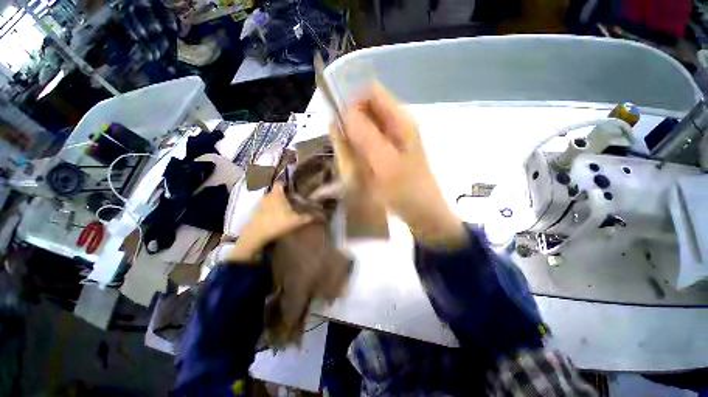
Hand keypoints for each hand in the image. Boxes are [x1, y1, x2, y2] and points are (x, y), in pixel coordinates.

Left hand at [227, 183, 312, 261]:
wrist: (256, 235)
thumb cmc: (278, 223)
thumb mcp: (296, 221)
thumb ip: (308, 217)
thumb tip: (320, 215)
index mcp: (277, 194)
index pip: (280, 183)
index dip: (286, 184)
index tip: (293, 188)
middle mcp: (267, 196)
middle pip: (276, 191)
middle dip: (283, 195)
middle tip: (291, 200)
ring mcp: (259, 204)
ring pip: (270, 199)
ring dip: (276, 202)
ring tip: (284, 209)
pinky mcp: (255, 212)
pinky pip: (264, 207)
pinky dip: (269, 209)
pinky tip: (275, 217)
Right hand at [332, 84, 465, 248]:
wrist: (423, 214)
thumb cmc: (407, 191)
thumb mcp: (385, 163)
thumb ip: (365, 136)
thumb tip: (344, 110)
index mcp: (399, 120)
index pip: (370, 92)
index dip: (349, 97)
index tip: (334, 118)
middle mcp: (395, 125)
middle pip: (363, 111)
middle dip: (348, 126)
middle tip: (344, 150)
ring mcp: (390, 141)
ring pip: (361, 130)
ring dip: (351, 143)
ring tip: (352, 165)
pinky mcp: (385, 154)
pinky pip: (364, 146)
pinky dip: (356, 154)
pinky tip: (357, 169)